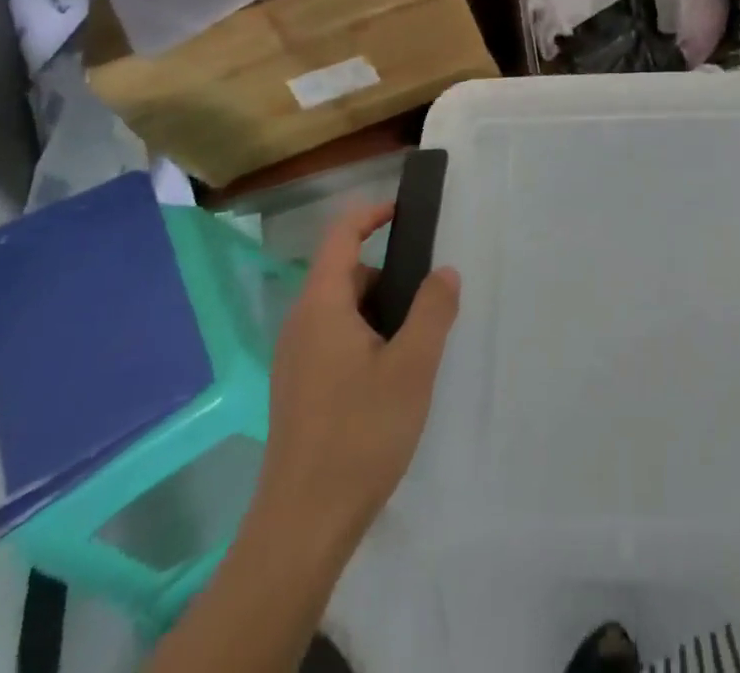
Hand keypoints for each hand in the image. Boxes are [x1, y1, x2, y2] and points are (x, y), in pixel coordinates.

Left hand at [247, 202, 460, 551]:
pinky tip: (390, 379)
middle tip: (429, 301)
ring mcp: (295, 359)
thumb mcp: (412, 366)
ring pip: (342, 311)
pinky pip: (334, 340)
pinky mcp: (298, 389)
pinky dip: (365, 338)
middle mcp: (300, 324)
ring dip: (379, 312)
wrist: (302, 526)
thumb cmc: (359, 434)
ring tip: (416, 345)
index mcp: (321, 306)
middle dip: (388, 276)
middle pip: (345, 274)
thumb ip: (433, 310)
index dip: (371, 214)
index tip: (406, 212)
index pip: (340, 236)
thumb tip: (444, 271)